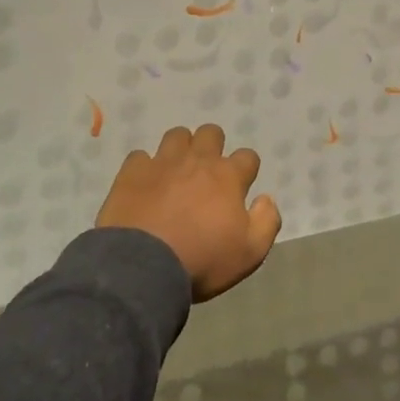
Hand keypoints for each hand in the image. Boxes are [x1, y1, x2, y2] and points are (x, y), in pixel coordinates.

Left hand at [96, 124, 281, 301]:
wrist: (144, 266)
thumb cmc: (202, 260)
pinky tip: (144, 184)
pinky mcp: (133, 172)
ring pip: (177, 135)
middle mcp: (198, 160)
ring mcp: (163, 162)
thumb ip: (267, 221)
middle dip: (213, 146)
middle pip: (211, 133)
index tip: (241, 186)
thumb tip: (266, 199)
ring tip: (176, 171)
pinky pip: (140, 157)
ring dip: (180, 148)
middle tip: (207, 172)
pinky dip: (144, 167)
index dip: (246, 169)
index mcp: (228, 176)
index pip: (248, 157)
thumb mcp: (250, 253)